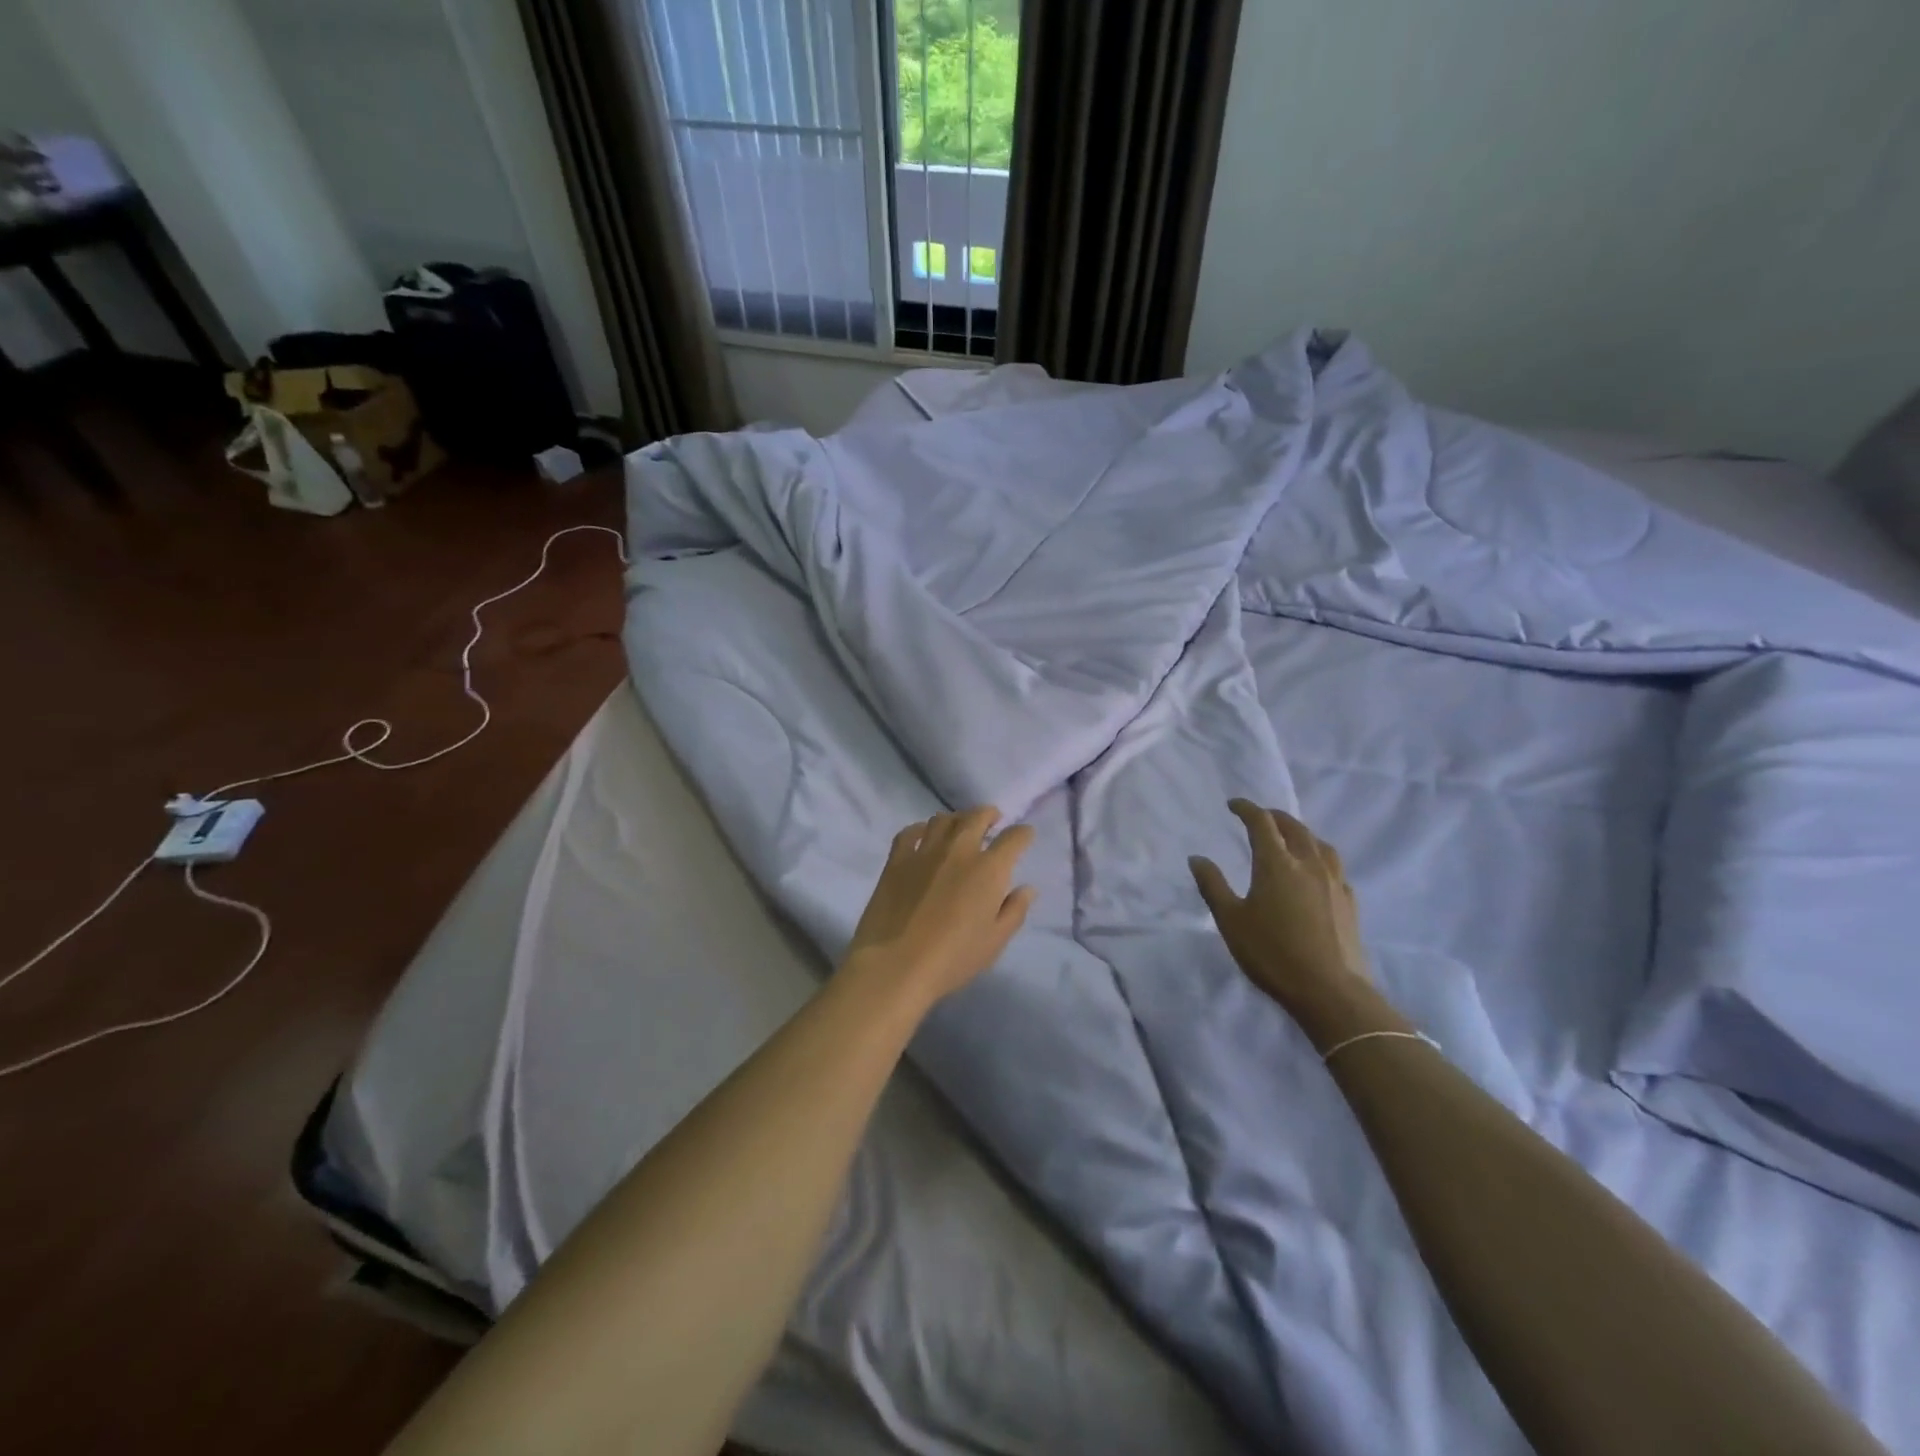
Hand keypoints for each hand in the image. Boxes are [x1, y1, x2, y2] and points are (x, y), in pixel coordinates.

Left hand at [844, 807, 1035, 1001]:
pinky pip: (910, 832)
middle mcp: (959, 850)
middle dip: (989, 814)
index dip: (1023, 834)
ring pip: (943, 820)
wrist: (895, 964)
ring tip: (960, 827)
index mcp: (989, 869)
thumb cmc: (953, 958)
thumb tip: (1027, 888)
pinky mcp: (896, 860)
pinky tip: (923, 835)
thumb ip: (1014, 911)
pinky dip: (921, 829)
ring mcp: (924, 851)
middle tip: (993, 819)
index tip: (1025, 835)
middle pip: (976, 817)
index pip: (1013, 838)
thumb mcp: (995, 941)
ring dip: (957, 819)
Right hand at [1190, 800, 1374, 1025]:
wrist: (1330, 990)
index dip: (1246, 808)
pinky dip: (1319, 857)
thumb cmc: (1272, 953)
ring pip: (1319, 843)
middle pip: (1294, 827)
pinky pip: (1334, 866)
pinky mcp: (1350, 901)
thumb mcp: (1230, 920)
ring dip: (1301, 833)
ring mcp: (1334, 881)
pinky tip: (1315, 872)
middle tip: (1259, 817)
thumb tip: (1197, 858)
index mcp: (1277, 863)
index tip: (1233, 805)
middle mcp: (1309, 863)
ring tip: (1290, 838)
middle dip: (1274, 816)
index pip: (1262, 822)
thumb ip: (1213, 885)